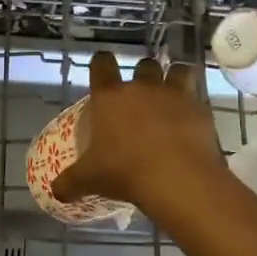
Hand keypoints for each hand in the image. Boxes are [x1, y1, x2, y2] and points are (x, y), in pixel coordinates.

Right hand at [51, 52, 224, 215]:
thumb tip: (55, 191)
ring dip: (174, 79)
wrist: (178, 178)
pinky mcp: (201, 109)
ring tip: (172, 97)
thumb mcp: (91, 179)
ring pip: (177, 71)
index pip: (102, 64)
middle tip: (140, 96)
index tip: (102, 69)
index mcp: (111, 96)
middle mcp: (142, 87)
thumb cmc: (125, 171)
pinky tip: (191, 123)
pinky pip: (198, 98)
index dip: (102, 64)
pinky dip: (194, 106)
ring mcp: (174, 95)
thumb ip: (71, 182)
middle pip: (144, 64)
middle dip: (143, 75)